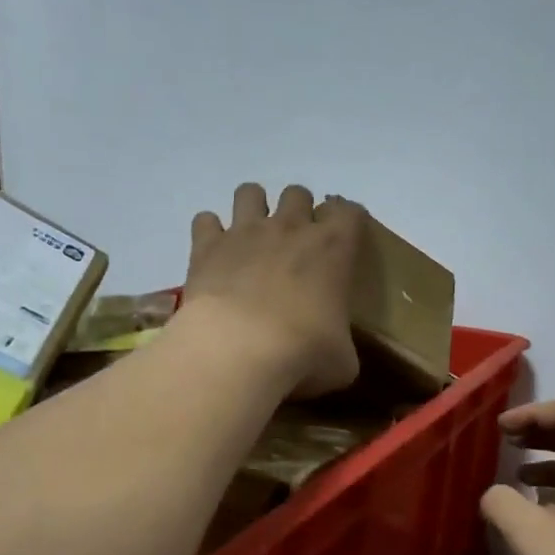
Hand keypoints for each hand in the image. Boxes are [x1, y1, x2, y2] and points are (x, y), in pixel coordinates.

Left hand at [181, 183, 364, 397]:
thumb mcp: (342, 362)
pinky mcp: (207, 246)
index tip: (343, 240)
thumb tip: (335, 356)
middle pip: (298, 194)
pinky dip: (210, 233)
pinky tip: (215, 254)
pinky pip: (205, 219)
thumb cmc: (303, 353)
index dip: (347, 221)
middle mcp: (290, 228)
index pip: (348, 212)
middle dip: (298, 211)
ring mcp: (245, 232)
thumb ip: (341, 347)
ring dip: (253, 208)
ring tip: (253, 237)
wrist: (240, 350)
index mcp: (333, 249)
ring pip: (250, 192)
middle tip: (295, 244)